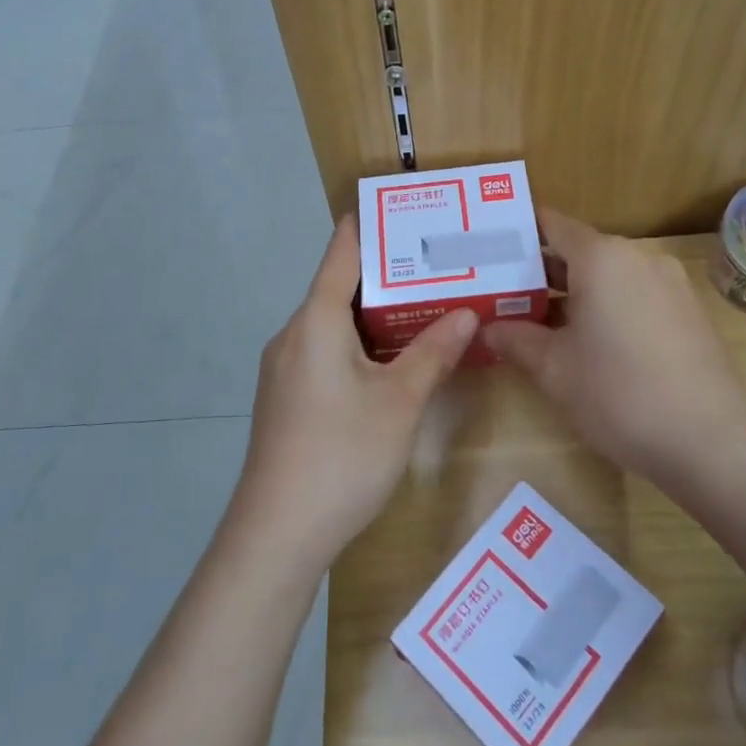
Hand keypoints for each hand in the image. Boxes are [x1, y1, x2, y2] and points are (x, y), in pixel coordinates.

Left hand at [233, 216, 477, 570]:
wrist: (277, 535)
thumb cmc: (342, 455)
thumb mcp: (400, 402)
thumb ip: (434, 352)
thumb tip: (468, 312)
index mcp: (315, 320)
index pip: (342, 250)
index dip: (373, 225)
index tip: (410, 211)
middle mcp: (294, 334)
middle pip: (340, 286)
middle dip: (390, 275)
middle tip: (439, 265)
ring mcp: (285, 368)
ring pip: (335, 324)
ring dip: (378, 315)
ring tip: (427, 307)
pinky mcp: (287, 398)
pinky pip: (326, 352)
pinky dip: (361, 345)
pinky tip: (394, 362)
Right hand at [485, 209, 745, 483]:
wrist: (712, 442)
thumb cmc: (619, 393)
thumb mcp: (554, 369)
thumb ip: (515, 339)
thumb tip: (488, 328)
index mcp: (602, 257)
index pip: (551, 224)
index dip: (517, 233)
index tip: (489, 250)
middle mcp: (638, 257)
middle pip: (579, 250)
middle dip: (540, 271)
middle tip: (502, 292)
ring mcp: (670, 284)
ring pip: (608, 276)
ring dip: (573, 293)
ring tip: (538, 322)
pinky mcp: (689, 313)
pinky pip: (635, 295)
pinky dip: (607, 308)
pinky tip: (589, 344)